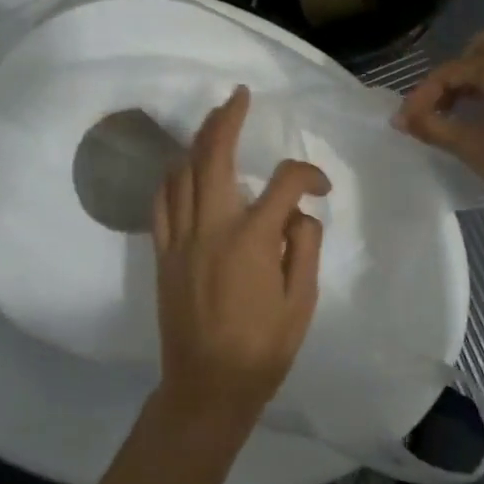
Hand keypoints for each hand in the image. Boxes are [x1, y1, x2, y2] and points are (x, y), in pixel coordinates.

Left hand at [152, 86, 329, 430]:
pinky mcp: (162, 253)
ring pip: (183, 173)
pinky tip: (182, 168)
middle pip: (215, 156)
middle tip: (239, 97)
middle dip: (227, 120)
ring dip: (198, 141)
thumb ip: (303, 247)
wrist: (207, 387)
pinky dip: (172, 177)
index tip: (321, 188)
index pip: (285, 183)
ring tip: (214, 122)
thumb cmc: (262, 349)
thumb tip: (298, 214)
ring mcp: (180, 238)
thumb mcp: (302, 302)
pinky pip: (161, 202)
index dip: (308, 175)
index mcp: (253, 239)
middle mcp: (212, 227)